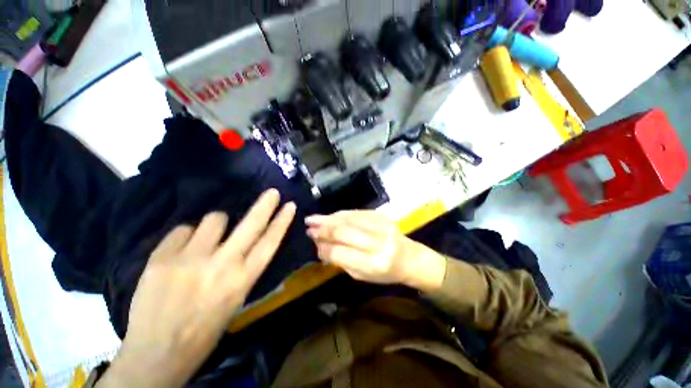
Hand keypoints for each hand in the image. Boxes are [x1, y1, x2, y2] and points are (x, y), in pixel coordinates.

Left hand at [98, 189, 295, 387]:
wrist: (156, 354)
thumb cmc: (203, 330)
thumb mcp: (235, 299)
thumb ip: (242, 268)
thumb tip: (242, 242)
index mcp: (242, 280)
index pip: (270, 242)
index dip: (282, 221)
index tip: (290, 205)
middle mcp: (222, 265)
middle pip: (251, 225)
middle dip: (265, 205)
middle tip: (272, 192)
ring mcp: (190, 259)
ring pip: (214, 219)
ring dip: (215, 225)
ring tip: (206, 240)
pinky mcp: (162, 258)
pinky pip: (183, 230)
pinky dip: (186, 236)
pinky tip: (180, 253)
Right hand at [305, 211, 445, 291]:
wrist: (410, 258)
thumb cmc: (386, 273)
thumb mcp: (362, 276)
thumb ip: (341, 261)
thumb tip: (321, 247)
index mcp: (373, 263)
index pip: (340, 253)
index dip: (324, 248)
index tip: (313, 244)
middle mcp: (377, 242)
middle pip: (343, 232)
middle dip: (323, 229)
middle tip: (308, 227)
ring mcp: (380, 226)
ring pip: (348, 219)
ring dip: (328, 218)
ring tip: (313, 219)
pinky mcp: (381, 216)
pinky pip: (356, 212)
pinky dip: (340, 214)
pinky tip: (330, 215)